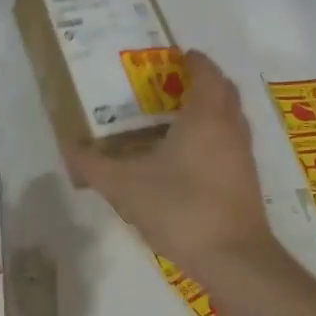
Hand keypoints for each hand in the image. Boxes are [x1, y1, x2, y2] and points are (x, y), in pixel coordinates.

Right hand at [68, 50, 280, 289]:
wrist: (233, 258)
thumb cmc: (180, 208)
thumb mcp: (124, 185)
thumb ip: (93, 164)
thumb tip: (69, 146)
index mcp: (206, 115)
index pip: (206, 71)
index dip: (191, 59)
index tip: (171, 57)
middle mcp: (230, 127)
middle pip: (223, 90)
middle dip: (200, 81)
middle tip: (168, 85)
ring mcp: (243, 154)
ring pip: (230, 117)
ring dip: (209, 109)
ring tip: (173, 118)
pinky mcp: (246, 179)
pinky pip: (230, 142)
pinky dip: (212, 135)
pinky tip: (186, 157)